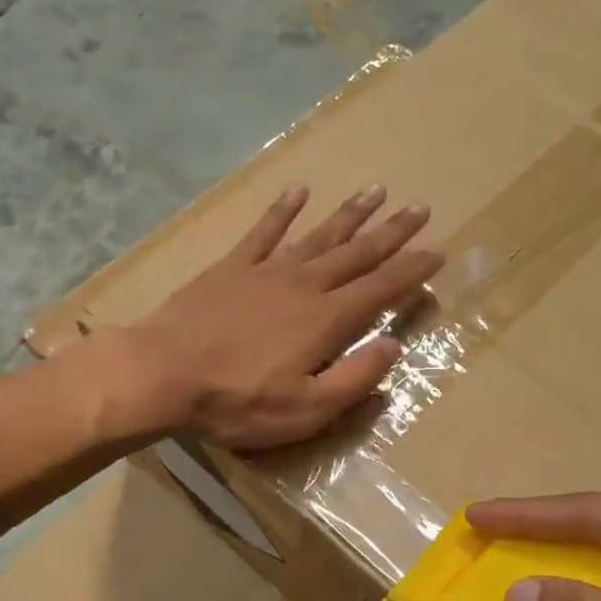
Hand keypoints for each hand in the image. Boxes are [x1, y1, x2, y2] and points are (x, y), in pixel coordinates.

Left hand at [123, 185, 443, 448]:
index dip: (412, 271)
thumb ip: (353, 379)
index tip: (438, 252)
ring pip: (318, 235)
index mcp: (326, 320)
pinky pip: (263, 232)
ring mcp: (265, 271)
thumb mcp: (305, 410)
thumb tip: (393, 347)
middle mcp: (303, 285)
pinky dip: (282, 211)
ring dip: (349, 214)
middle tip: (420, 209)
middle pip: (356, 253)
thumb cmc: (236, 401)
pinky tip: (298, 191)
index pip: (381, 289)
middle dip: (391, 233)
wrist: (162, 373)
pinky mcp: (230, 268)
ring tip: (376, 190)